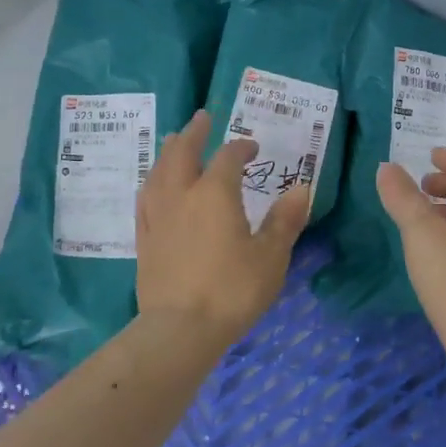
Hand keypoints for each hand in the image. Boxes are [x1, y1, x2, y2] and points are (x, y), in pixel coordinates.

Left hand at [136, 111, 312, 345]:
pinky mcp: (144, 236)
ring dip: (170, 150)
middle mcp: (182, 194)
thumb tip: (301, 188)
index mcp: (215, 193)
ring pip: (159, 170)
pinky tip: (154, 184)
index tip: (253, 147)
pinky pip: (146, 196)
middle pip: (184, 152)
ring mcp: (158, 215)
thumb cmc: (232, 290)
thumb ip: (284, 220)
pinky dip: (153, 180)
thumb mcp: (270, 257)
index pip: (228, 157)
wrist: (180, 328)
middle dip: (195, 133)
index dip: (241, 147)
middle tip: (202, 118)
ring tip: (175, 141)